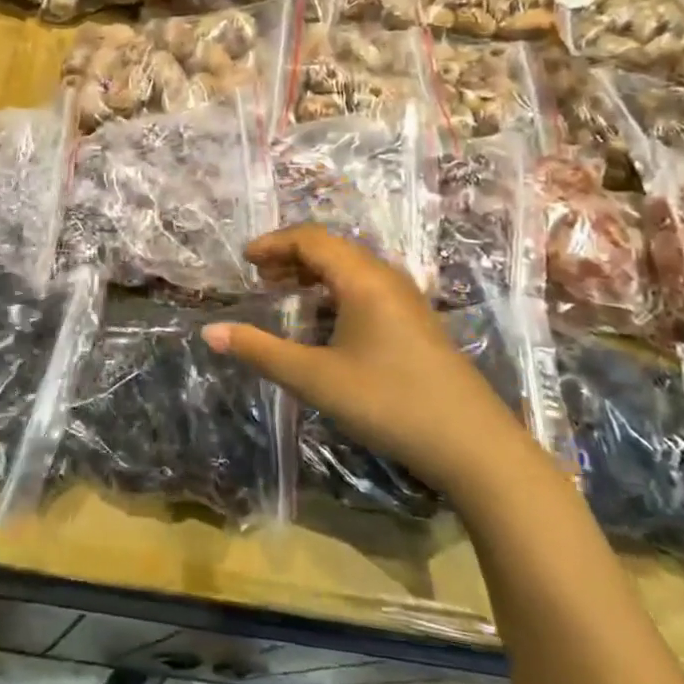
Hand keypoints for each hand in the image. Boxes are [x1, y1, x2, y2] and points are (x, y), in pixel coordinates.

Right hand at [202, 226, 532, 494]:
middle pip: (332, 248)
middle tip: (260, 278)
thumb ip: (261, 352)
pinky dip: (335, 291)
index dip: (274, 243)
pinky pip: (367, 288)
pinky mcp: (416, 322)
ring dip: (314, 274)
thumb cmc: (388, 402)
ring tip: (285, 294)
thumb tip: (209, 332)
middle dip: (291, 256)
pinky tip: (325, 322)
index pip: (311, 239)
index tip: (244, 260)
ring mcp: (407, 300)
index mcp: (363, 279)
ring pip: (352, 268)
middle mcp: (386, 278)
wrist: (473, 445)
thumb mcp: (315, 379)